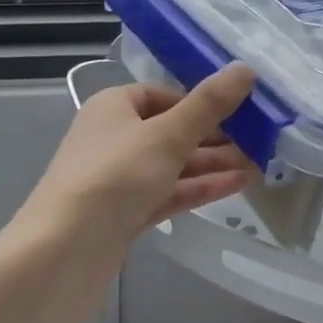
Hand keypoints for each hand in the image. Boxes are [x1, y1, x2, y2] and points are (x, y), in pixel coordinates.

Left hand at [23, 65, 260, 253]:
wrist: (63, 253)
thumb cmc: (114, 177)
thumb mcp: (167, 134)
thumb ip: (209, 105)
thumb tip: (246, 69)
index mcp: (113, 106)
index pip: (163, 95)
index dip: (200, 102)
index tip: (239, 111)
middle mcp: (112, 137)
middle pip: (170, 130)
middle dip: (213, 136)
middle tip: (259, 141)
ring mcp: (117, 179)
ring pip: (171, 165)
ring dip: (212, 163)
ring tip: (258, 165)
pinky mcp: (123, 215)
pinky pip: (167, 193)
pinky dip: (198, 188)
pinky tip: (236, 186)